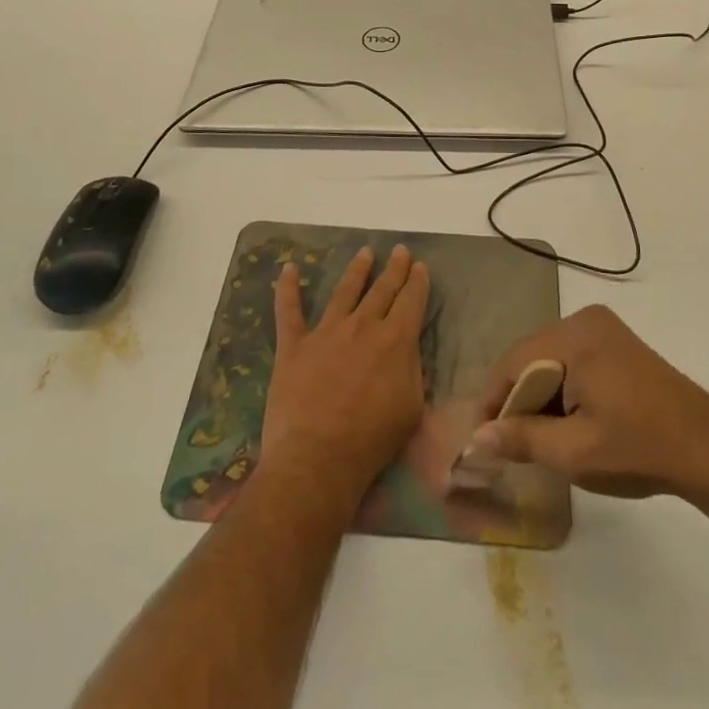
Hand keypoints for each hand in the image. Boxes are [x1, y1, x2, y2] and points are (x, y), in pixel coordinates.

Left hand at [260, 244, 429, 504]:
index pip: (411, 301)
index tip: (420, 267)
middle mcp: (362, 326)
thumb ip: (412, 371)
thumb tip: (408, 349)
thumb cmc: (372, 441)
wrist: (318, 458)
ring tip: (364, 253)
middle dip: (394, 268)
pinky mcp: (294, 346)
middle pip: (382, 290)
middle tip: (399, 250)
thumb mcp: (411, 408)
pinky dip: (287, 289)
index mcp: (395, 340)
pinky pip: (289, 311)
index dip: (418, 282)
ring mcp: (326, 332)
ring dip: (357, 270)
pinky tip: (288, 269)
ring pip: (344, 291)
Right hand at [466, 305, 708, 499]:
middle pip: (532, 359)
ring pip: (551, 362)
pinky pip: (572, 362)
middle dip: (517, 401)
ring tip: (535, 440)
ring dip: (539, 398)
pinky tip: (565, 424)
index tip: (480, 441)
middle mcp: (585, 321)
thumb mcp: (574, 452)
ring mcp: (604, 330)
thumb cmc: (639, 448)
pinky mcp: (617, 345)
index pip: (514, 363)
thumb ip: (521, 439)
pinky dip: (562, 391)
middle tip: (507, 445)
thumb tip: (476, 439)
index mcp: (575, 336)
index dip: (493, 402)